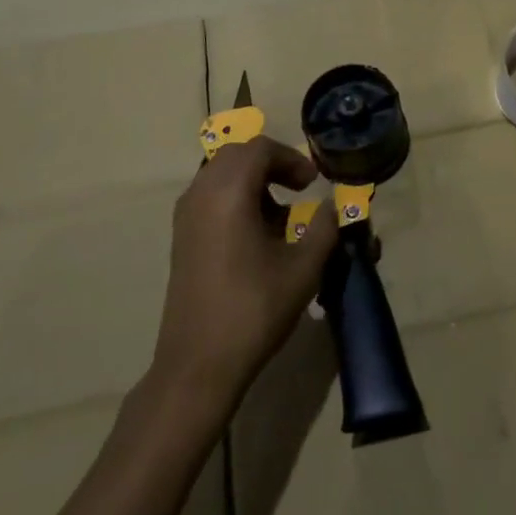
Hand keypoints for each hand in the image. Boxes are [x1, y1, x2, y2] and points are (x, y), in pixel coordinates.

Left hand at [151, 137, 338, 411]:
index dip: (291, 158)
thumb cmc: (253, 311)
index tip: (313, 183)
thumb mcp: (303, 269)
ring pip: (221, 174)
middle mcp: (202, 193)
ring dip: (252, 182)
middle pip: (237, 154)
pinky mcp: (181, 237)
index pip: (260, 149)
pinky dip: (235, 199)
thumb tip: (334, 206)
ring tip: (280, 216)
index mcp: (229, 192)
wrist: (197, 365)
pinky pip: (209, 196)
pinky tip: (254, 235)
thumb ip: (324, 228)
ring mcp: (186, 216)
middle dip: (271, 164)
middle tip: (298, 189)